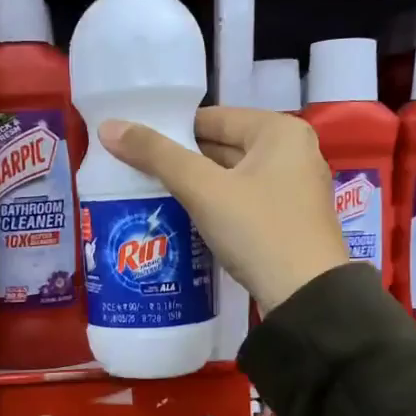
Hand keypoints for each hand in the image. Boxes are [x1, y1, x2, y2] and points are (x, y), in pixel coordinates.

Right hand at [98, 107, 349, 314]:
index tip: (135, 147)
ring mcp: (295, 189)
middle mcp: (294, 152)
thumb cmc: (258, 231)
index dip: (172, 130)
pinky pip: (244, 202)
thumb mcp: (203, 190)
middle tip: (136, 173)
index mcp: (280, 131)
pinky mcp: (290, 221)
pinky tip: (186, 220)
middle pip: (224, 147)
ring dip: (197, 187)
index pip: (213, 118)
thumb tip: (108, 127)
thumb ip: (156, 156)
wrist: (306, 298)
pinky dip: (217, 207)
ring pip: (232, 177)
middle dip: (182, 161)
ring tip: (152, 196)